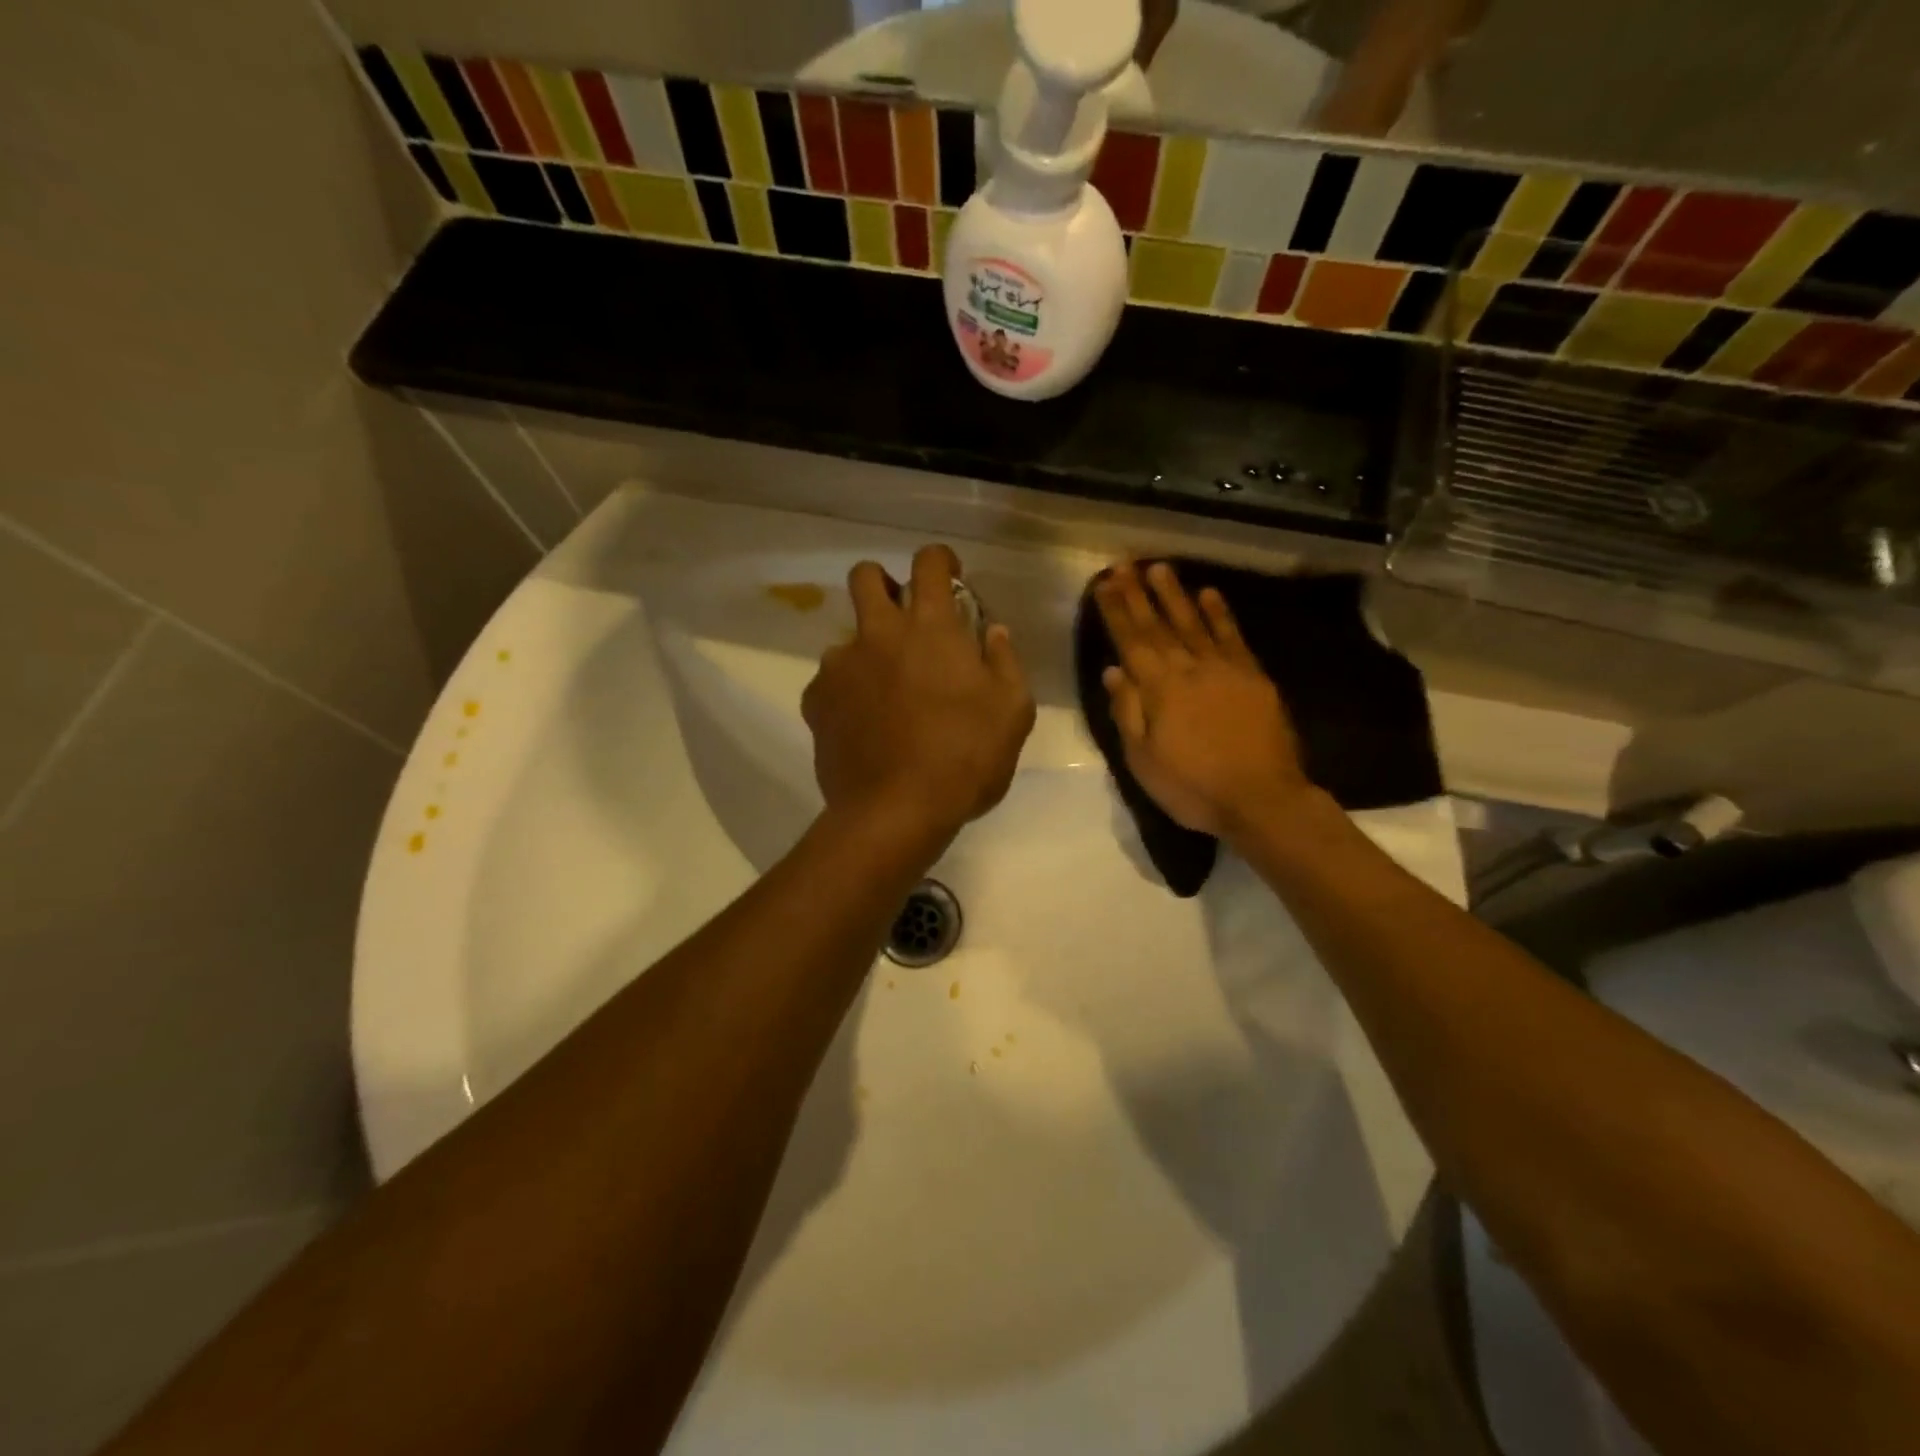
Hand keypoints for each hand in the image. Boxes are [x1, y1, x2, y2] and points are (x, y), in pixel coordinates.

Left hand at [803, 545, 1035, 847]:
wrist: (895, 811)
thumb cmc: (965, 758)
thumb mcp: (1012, 711)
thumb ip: (1005, 661)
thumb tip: (993, 632)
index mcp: (930, 628)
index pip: (929, 562)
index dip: (940, 559)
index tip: (949, 576)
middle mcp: (878, 633)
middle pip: (866, 576)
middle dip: (884, 583)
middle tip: (903, 618)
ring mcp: (840, 666)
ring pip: (847, 636)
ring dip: (868, 650)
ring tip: (887, 693)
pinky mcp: (816, 700)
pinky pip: (830, 681)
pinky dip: (847, 692)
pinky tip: (864, 724)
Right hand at [1094, 560, 1311, 841]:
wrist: (1262, 798)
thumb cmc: (1193, 787)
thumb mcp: (1143, 760)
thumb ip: (1127, 713)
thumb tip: (1113, 671)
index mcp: (1158, 690)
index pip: (1131, 642)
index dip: (1115, 612)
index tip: (1104, 584)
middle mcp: (1188, 669)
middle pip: (1158, 626)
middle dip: (1138, 594)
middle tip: (1124, 565)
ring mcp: (1224, 669)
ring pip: (1193, 623)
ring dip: (1175, 595)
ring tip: (1160, 568)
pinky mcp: (1253, 676)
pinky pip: (1232, 636)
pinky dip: (1220, 614)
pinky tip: (1209, 594)